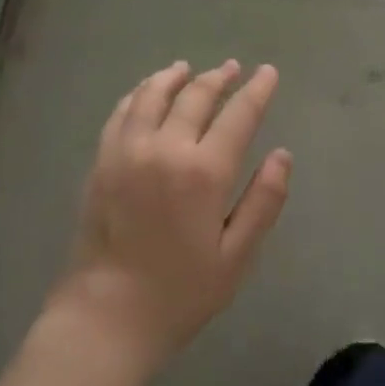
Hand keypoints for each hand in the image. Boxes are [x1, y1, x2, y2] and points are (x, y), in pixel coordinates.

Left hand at [49, 61, 291, 376]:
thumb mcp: (235, 257)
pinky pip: (122, 112)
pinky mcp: (102, 160)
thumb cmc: (179, 293)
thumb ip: (263, 202)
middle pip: (195, 96)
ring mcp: (128, 150)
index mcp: (204, 172)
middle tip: (232, 68)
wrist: (105, 317)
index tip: (268, 72)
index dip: (257, 90)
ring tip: (188, 68)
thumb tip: (282, 155)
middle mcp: (165, 149)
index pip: (238, 115)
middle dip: (218, 78)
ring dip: (175, 77)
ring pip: (153, 95)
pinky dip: (138, 93)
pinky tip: (147, 92)